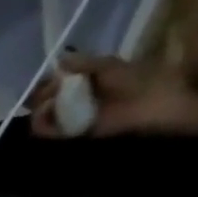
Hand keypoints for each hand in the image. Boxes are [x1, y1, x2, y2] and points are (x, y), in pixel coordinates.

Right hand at [29, 54, 197, 139]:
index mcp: (86, 84)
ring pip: (41, 116)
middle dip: (42, 94)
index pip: (55, 82)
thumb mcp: (112, 66)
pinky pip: (45, 132)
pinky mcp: (69, 136)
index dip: (49, 80)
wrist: (157, 108)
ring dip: (40, 108)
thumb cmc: (141, 82)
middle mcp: (75, 102)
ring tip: (49, 103)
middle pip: (44, 100)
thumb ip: (86, 63)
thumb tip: (58, 60)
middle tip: (50, 90)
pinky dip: (41, 123)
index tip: (53, 76)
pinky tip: (47, 114)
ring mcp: (71, 120)